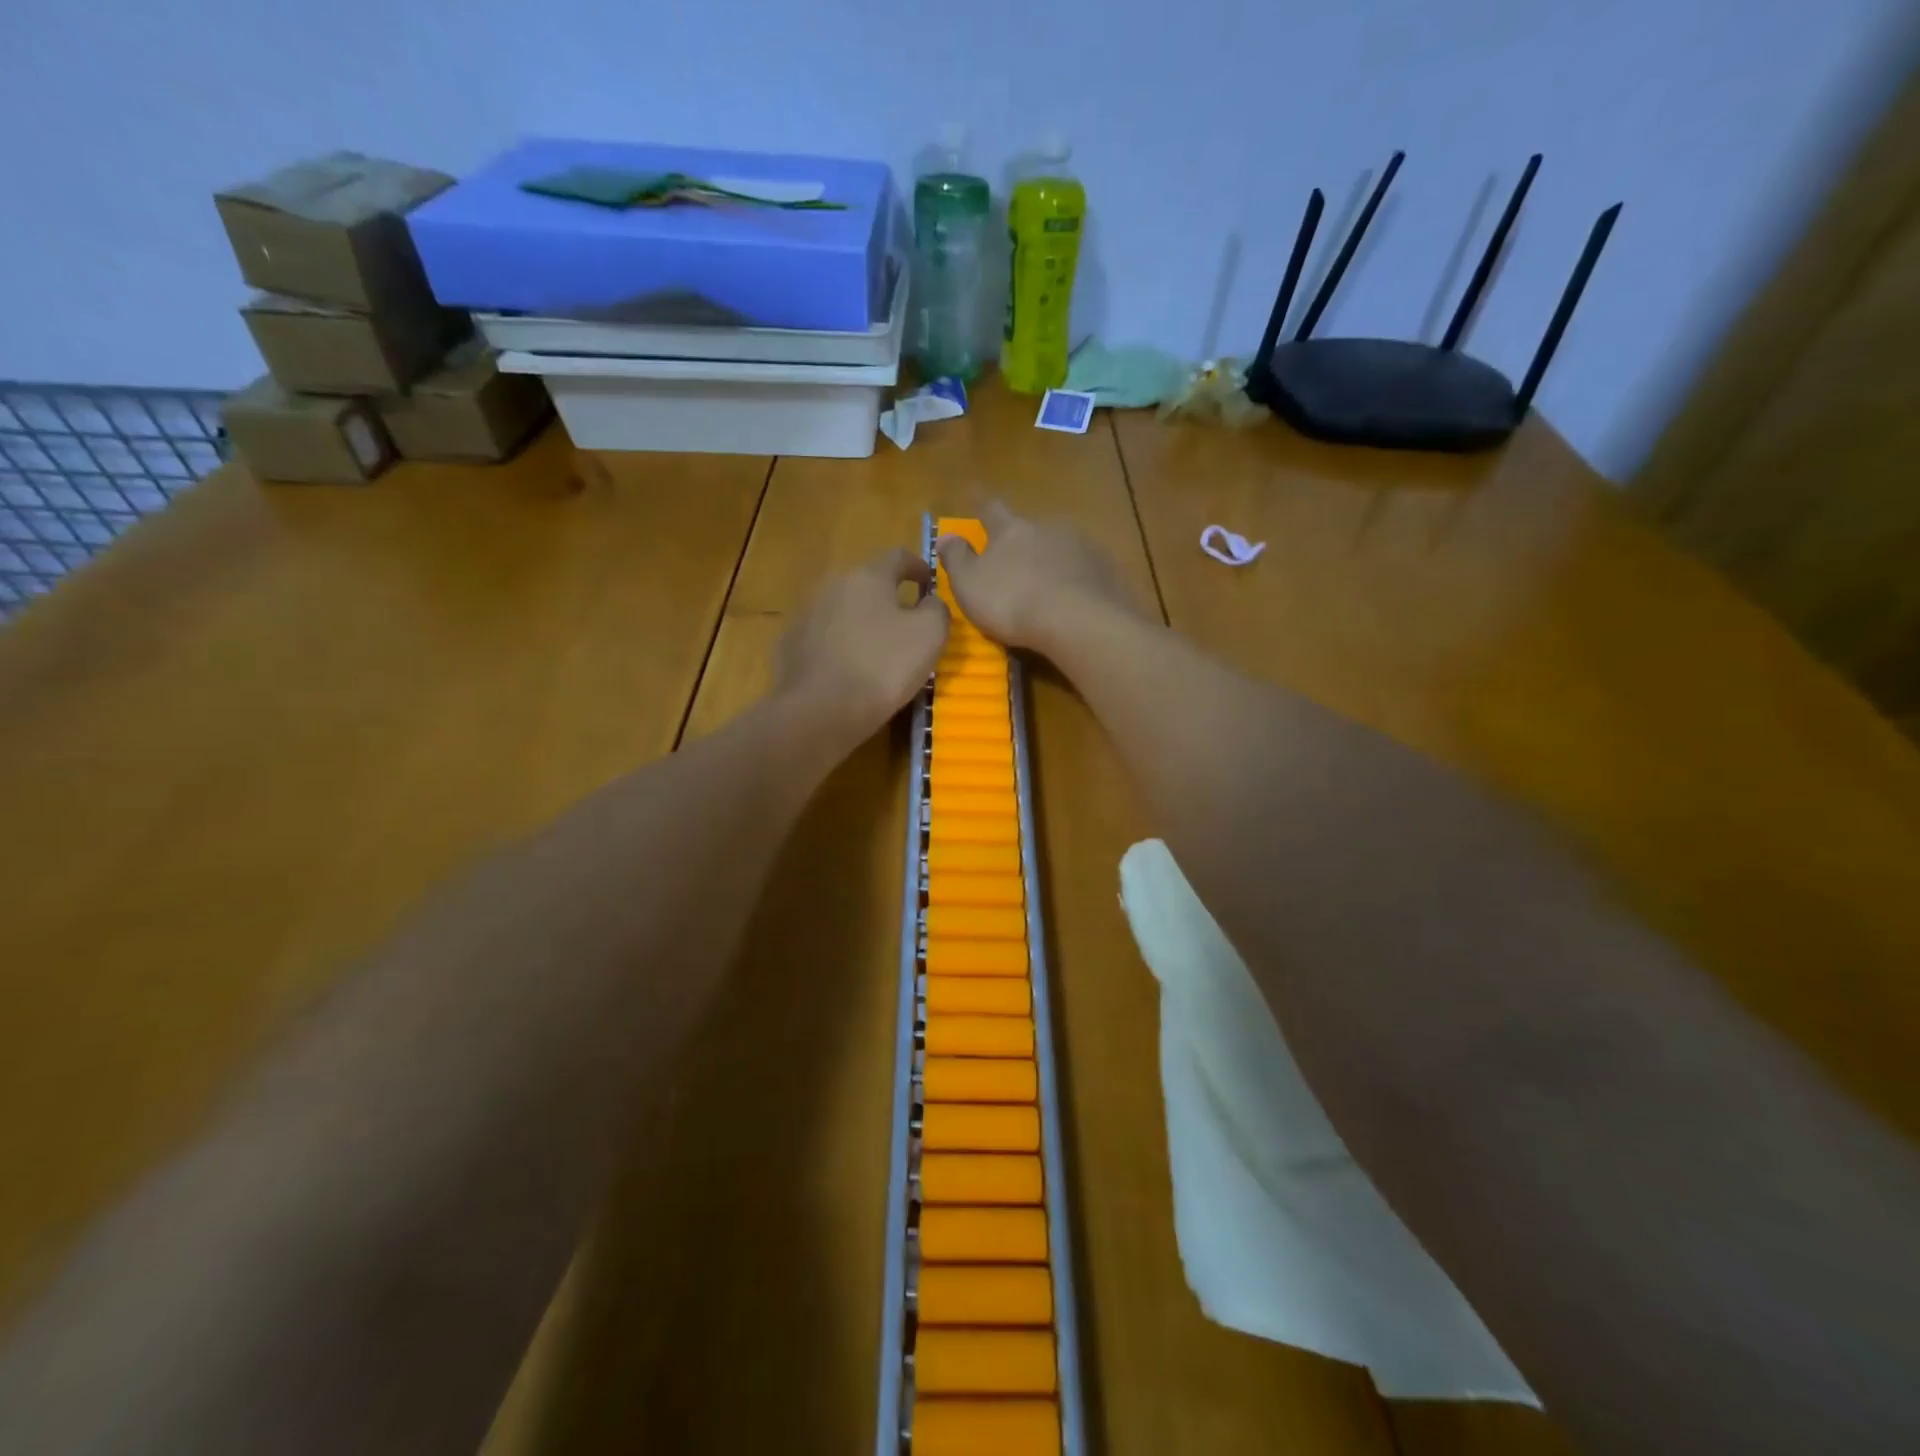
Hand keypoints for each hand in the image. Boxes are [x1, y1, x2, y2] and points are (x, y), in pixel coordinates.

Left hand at [775, 546, 948, 745]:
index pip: (898, 557)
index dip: (919, 567)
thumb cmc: (883, 667)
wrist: (821, 711)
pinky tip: (848, 670)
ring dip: (862, 623)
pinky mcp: (791, 644)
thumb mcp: (930, 635)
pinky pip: (824, 638)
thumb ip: (937, 608)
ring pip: (844, 611)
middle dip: (888, 599)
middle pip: (867, 584)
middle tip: (907, 624)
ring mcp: (807, 614)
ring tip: (877, 651)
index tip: (929, 584)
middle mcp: (832, 585)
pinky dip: (840, 646)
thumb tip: (929, 601)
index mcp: (868, 576)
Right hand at [936, 501, 1142, 655]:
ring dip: (1052, 561)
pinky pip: (1085, 570)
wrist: (1078, 621)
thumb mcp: (969, 584)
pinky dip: (1076, 580)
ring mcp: (1082, 545)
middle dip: (1022, 541)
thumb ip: (956, 558)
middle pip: (1030, 528)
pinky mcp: (1105, 568)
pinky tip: (1074, 601)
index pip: (991, 508)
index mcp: (1011, 529)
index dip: (981, 503)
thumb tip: (946, 536)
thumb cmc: (1012, 601)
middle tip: (1016, 565)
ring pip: (1060, 547)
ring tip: (1048, 588)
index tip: (975, 494)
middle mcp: (1048, 526)